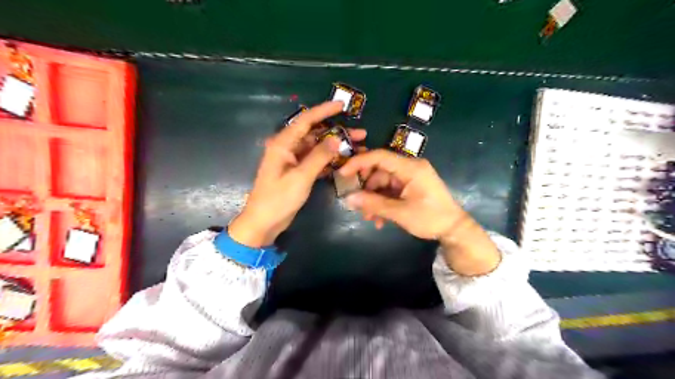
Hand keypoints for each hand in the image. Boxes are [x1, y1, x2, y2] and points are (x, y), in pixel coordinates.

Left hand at [232, 102, 368, 247]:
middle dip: (337, 132)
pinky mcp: (298, 172)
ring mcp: (293, 161)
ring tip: (358, 147)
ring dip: (336, 147)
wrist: (264, 222)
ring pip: (318, 147)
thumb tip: (336, 139)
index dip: (324, 111)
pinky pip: (316, 161)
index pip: (305, 121)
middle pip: (315, 134)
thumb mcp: (300, 177)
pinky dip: (330, 160)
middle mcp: (288, 148)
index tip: (342, 105)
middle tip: (360, 134)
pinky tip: (345, 161)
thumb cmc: (278, 199)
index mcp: (283, 144)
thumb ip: (319, 157)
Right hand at [337, 150, 500, 276]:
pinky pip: (390, 190)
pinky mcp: (410, 186)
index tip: (342, 174)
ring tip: (369, 218)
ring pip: (382, 182)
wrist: (454, 229)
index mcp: (411, 168)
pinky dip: (382, 202)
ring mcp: (410, 177)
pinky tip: (379, 219)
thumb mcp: (400, 213)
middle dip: (366, 188)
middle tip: (356, 203)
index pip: (380, 156)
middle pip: (379, 171)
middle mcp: (410, 168)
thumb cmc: (431, 218)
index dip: (359, 162)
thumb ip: (373, 204)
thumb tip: (348, 199)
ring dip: (373, 199)